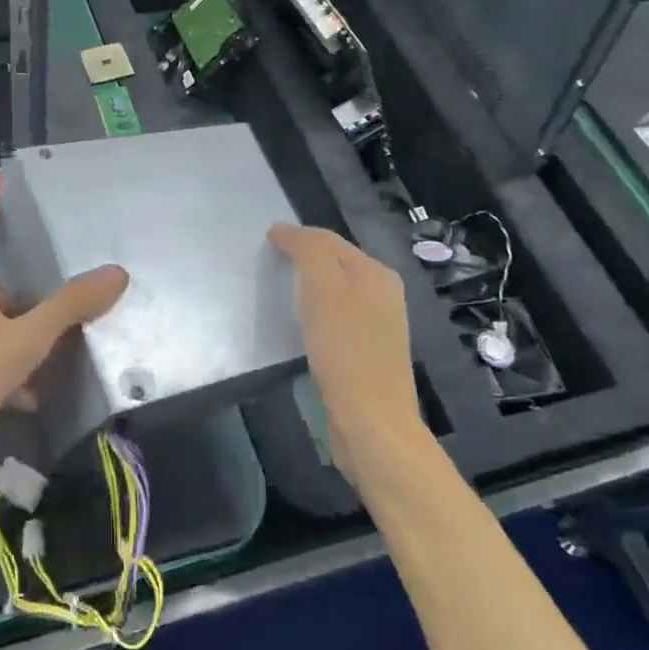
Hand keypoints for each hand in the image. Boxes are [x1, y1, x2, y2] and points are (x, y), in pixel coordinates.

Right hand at [269, 223, 424, 488]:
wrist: (370, 421)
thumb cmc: (344, 350)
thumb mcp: (323, 288)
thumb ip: (308, 251)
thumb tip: (285, 229)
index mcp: (376, 273)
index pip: (330, 240)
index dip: (297, 236)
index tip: (265, 239)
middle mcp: (383, 294)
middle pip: (336, 264)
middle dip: (304, 258)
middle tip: (268, 262)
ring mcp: (378, 326)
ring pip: (336, 292)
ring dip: (309, 287)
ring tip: (278, 290)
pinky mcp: (367, 354)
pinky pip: (336, 319)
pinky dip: (315, 313)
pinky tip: (299, 326)